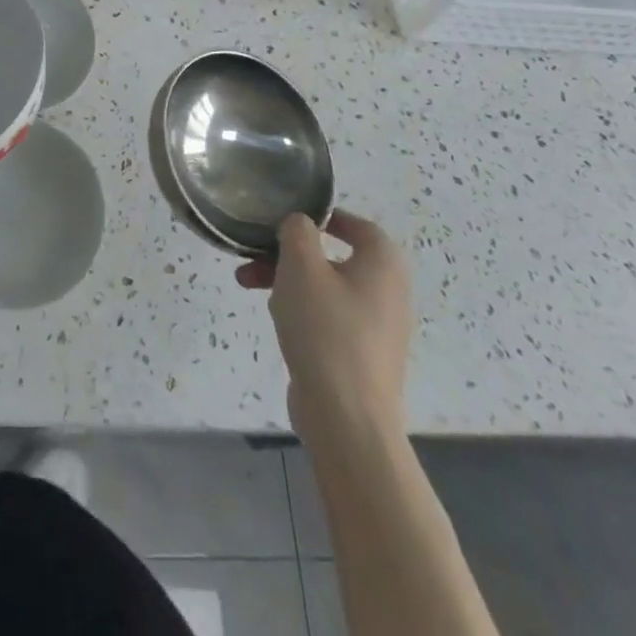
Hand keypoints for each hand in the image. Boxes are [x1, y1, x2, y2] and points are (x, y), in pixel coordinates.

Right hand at [237, 210, 411, 440]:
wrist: (346, 419)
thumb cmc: (326, 329)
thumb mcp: (301, 265)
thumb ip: (297, 231)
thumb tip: (300, 224)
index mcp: (383, 264)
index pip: (356, 224)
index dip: (321, 216)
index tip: (286, 219)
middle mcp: (388, 291)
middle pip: (333, 256)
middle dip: (288, 252)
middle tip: (254, 254)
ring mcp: (376, 327)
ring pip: (325, 287)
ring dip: (286, 279)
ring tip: (247, 283)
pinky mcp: (360, 355)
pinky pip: (328, 317)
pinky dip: (301, 309)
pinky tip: (274, 318)